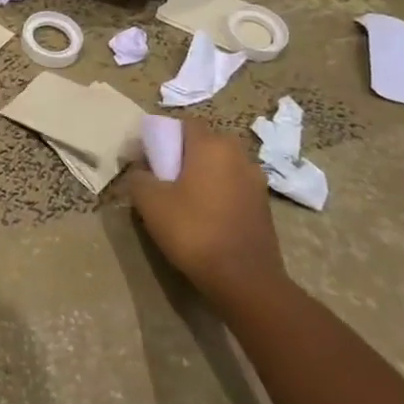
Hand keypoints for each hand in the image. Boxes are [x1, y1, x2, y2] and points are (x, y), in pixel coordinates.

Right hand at [123, 119, 285, 312]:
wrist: (245, 279)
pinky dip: (219, 193)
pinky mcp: (264, 206)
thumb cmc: (193, 230)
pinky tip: (206, 217)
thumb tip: (141, 170)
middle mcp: (238, 155)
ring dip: (204, 174)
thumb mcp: (150, 202)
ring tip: (185, 199)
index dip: (164, 135)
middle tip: (165, 177)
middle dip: (185, 154)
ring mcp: (256, 181)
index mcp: (212, 145)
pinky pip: (234, 187)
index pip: (185, 124)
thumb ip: (139, 177)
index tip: (149, 157)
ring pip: (222, 166)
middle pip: (205, 143)